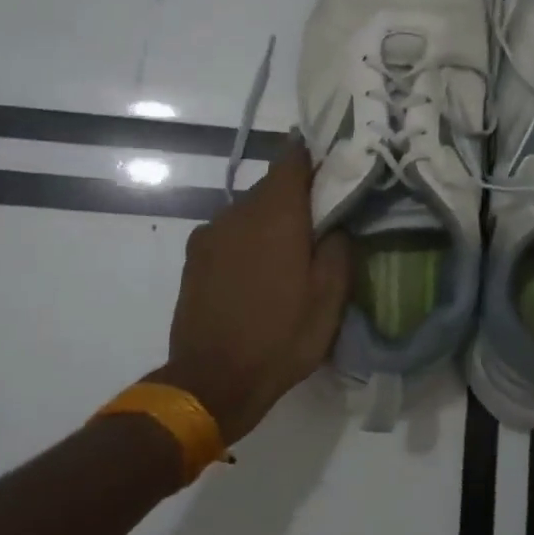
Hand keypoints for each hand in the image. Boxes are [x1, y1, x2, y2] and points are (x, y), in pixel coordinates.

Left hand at [154, 145, 350, 444]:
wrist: (211, 380)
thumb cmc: (281, 336)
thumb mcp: (330, 298)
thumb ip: (338, 248)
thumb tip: (337, 223)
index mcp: (275, 214)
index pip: (292, 159)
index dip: (313, 154)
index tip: (333, 159)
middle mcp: (238, 212)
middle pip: (271, 186)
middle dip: (296, 194)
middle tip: (322, 216)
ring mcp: (210, 234)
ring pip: (249, 211)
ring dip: (271, 220)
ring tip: (290, 251)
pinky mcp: (194, 258)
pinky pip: (230, 233)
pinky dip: (248, 240)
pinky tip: (259, 272)